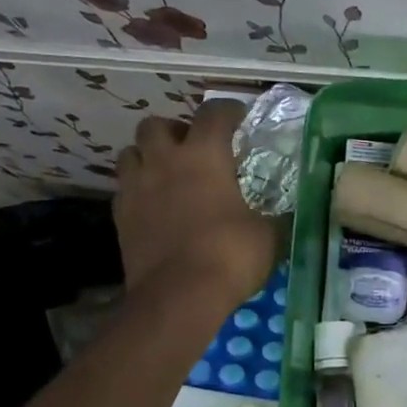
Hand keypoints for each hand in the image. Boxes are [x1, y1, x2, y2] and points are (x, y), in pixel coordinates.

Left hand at [114, 99, 275, 305]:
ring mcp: (136, 188)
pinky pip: (124, 189)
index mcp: (204, 156)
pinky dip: (138, 189)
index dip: (228, 111)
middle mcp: (164, 162)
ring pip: (130, 153)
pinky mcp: (120, 217)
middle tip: (194, 149)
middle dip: (175, 131)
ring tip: (168, 174)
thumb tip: (287, 212)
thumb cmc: (230, 255)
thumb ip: (274, 215)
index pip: (213, 113)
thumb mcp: (269, 234)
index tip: (239, 119)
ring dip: (149, 156)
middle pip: (157, 125)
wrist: (178, 296)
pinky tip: (155, 206)